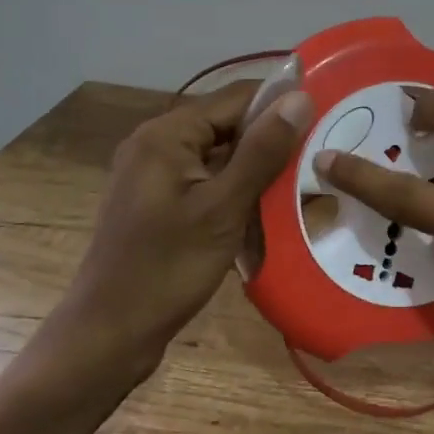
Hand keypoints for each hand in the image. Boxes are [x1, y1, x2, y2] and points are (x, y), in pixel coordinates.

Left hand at [41, 81, 312, 384]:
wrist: (108, 335)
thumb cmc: (167, 268)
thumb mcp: (223, 208)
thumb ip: (262, 151)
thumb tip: (300, 97)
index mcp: (166, 134)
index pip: (237, 97)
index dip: (281, 105)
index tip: (325, 122)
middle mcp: (156, 142)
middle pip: (228, 125)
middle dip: (270, 142)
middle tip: (316, 162)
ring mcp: (154, 173)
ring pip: (220, 155)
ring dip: (256, 170)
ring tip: (300, 187)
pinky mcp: (158, 201)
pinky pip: (206, 180)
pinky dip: (235, 191)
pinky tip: (265, 213)